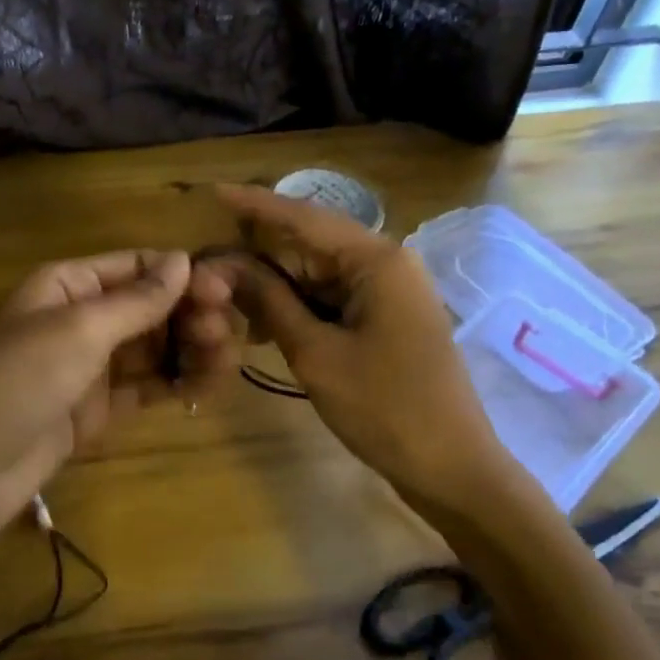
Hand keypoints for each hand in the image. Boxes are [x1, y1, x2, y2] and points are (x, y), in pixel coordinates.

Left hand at [0, 250, 239, 540]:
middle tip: (226, 333)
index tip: (225, 291)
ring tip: (226, 360)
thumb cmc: (16, 381)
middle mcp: (80, 319)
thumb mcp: (78, 331)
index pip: (136, 266)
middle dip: (190, 314)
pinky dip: (176, 385)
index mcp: (68, 285)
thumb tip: (183, 258)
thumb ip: (136, 299)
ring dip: (190, 349)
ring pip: (152, 349)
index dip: (181, 274)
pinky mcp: (95, 411)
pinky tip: (208, 387)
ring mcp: (88, 368)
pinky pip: (144, 389)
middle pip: (149, 307)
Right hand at [209, 185, 514, 517]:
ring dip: (273, 286)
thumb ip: (268, 301)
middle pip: (308, 244)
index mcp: (377, 260)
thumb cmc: (385, 407)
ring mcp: (388, 292)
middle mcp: (386, 263)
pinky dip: (296, 308)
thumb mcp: (315, 353)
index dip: (255, 204)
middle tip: (207, 267)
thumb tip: (222, 265)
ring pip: (316, 274)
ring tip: (224, 300)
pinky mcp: (385, 318)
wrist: (451, 469)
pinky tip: (263, 326)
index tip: (213, 191)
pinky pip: (330, 299)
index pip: (304, 218)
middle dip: (257, 256)